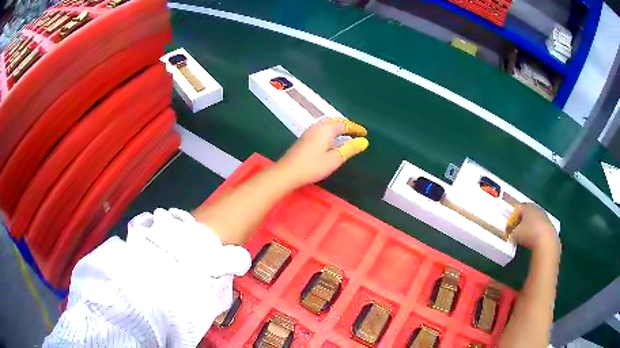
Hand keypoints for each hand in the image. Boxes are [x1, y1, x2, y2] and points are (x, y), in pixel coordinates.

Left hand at [275, 118, 368, 187]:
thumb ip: (350, 149)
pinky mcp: (304, 137)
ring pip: (327, 123)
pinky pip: (321, 128)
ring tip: (346, 134)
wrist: (288, 172)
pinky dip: (330, 130)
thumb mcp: (335, 159)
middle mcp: (318, 126)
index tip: (365, 133)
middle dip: (347, 125)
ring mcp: (310, 131)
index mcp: (327, 129)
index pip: (345, 124)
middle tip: (356, 131)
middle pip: (335, 121)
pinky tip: (330, 139)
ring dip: (338, 126)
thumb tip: (364, 141)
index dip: (355, 128)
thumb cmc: (313, 166)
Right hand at [510, 203, 559, 251]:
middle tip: (515, 230)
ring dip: (529, 226)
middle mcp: (536, 207)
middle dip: (521, 220)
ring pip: (533, 219)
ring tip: (524, 237)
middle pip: (526, 212)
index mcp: (526, 206)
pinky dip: (535, 231)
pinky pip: (539, 226)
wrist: (546, 241)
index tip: (509, 227)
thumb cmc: (529, 233)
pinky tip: (532, 240)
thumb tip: (509, 232)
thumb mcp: (514, 234)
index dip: (512, 217)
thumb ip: (510, 231)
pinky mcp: (549, 224)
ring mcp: (543, 215)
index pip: (517, 208)